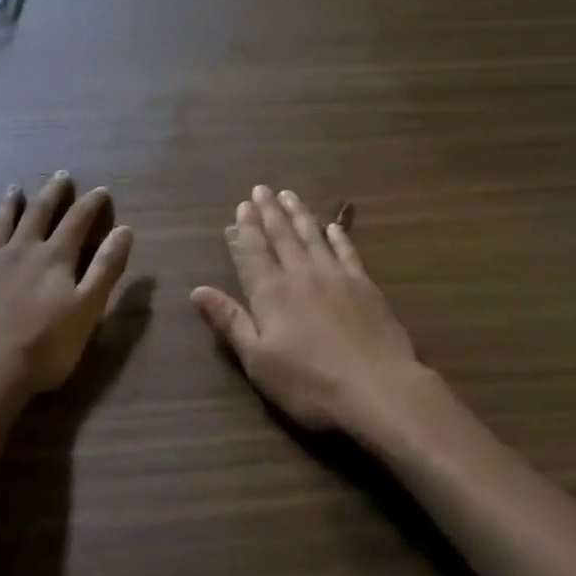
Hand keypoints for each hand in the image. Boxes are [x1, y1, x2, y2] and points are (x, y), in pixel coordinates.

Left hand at [0, 173, 134, 419]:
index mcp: (55, 257)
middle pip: (39, 215)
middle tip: (61, 176)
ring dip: (9, 206)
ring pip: (0, 226)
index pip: (78, 221)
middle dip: (52, 195)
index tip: (101, 189)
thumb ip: (106, 268)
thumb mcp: (88, 309)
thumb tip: (125, 229)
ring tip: (14, 188)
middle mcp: (21, 251)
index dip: (91, 204)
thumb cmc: (44, 349)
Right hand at [193, 186, 424, 435]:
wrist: (377, 386)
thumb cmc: (310, 382)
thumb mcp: (259, 361)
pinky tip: (333, 226)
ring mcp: (335, 275)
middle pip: (282, 236)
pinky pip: (347, 251)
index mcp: (271, 293)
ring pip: (312, 236)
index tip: (242, 205)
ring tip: (289, 194)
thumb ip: (230, 321)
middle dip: (269, 212)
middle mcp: (301, 274)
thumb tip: (198, 290)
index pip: (253, 253)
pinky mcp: (364, 284)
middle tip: (261, 189)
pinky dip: (338, 236)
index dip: (246, 229)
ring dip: (299, 214)